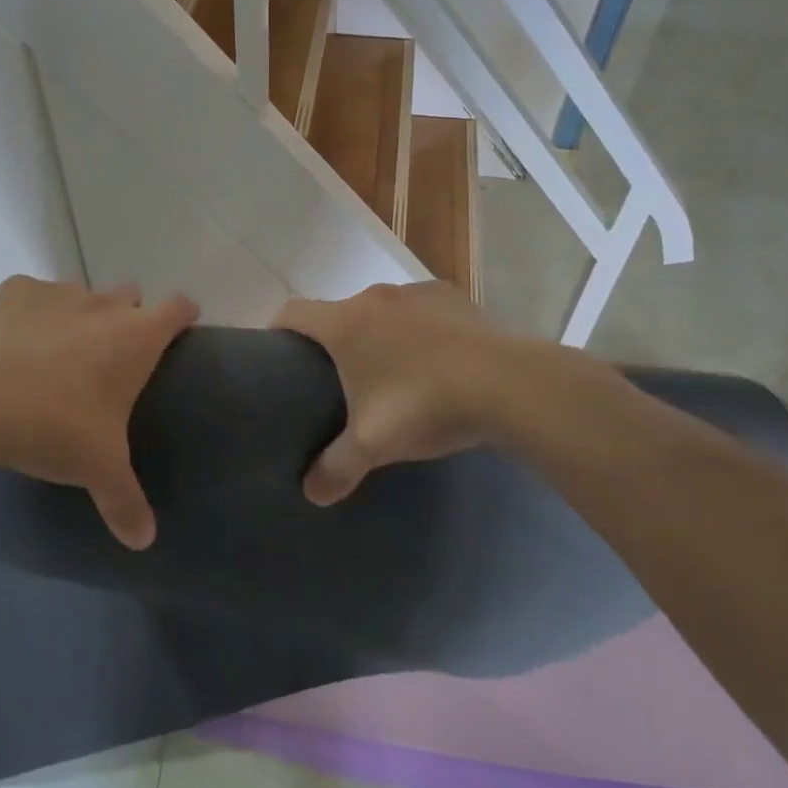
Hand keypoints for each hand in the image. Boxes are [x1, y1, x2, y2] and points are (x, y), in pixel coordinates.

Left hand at [0, 276, 197, 548]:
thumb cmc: (54, 427)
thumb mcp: (97, 470)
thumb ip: (126, 503)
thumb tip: (144, 541)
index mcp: (136, 337)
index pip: (178, 306)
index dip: (182, 315)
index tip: (178, 331)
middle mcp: (103, 304)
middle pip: (130, 294)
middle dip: (127, 316)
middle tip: (110, 357)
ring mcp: (58, 292)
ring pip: (81, 294)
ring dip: (78, 316)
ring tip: (55, 355)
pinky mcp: (14, 291)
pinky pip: (31, 296)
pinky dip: (29, 313)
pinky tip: (12, 343)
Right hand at [273, 282, 589, 504]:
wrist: (507, 383)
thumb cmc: (424, 405)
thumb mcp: (374, 444)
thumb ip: (336, 467)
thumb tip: (310, 493)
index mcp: (344, 323)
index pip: (292, 312)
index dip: (280, 329)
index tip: (280, 352)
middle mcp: (374, 297)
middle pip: (339, 312)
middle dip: (336, 340)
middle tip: (341, 379)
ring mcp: (416, 293)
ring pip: (382, 311)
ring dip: (380, 333)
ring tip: (394, 372)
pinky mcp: (452, 297)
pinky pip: (421, 311)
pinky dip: (418, 330)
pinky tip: (437, 361)